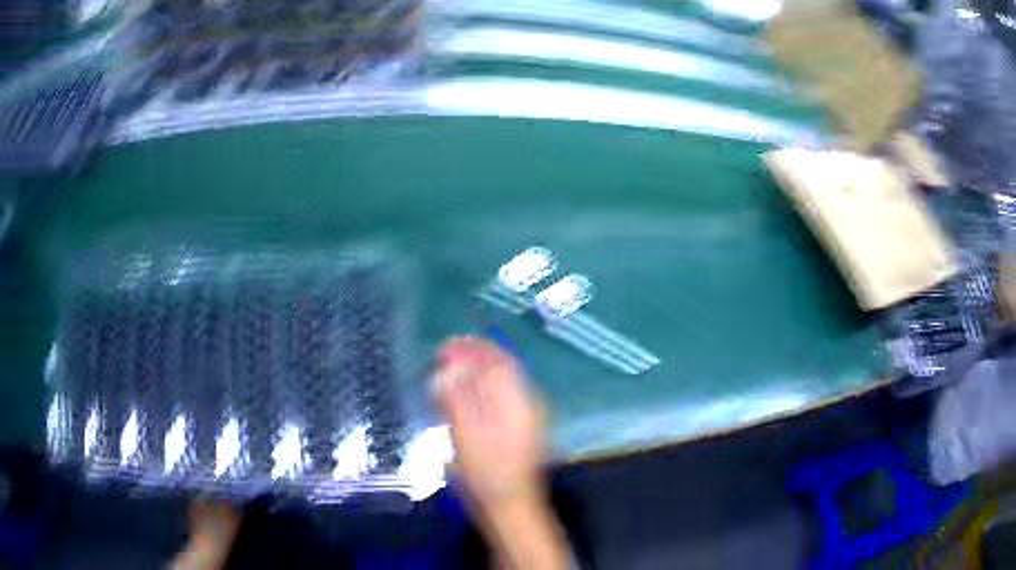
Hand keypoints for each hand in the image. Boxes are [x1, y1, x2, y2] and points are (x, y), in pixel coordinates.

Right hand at [433, 338, 568, 569]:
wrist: (511, 508)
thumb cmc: (488, 473)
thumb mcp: (466, 434)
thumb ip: (456, 399)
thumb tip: (447, 369)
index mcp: (520, 401)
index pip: (498, 362)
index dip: (472, 349)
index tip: (445, 347)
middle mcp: (528, 404)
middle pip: (502, 370)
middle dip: (473, 359)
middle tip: (443, 357)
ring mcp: (525, 419)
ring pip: (500, 385)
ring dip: (476, 374)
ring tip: (449, 373)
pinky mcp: (518, 432)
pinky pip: (499, 400)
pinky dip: (480, 392)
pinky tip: (462, 399)